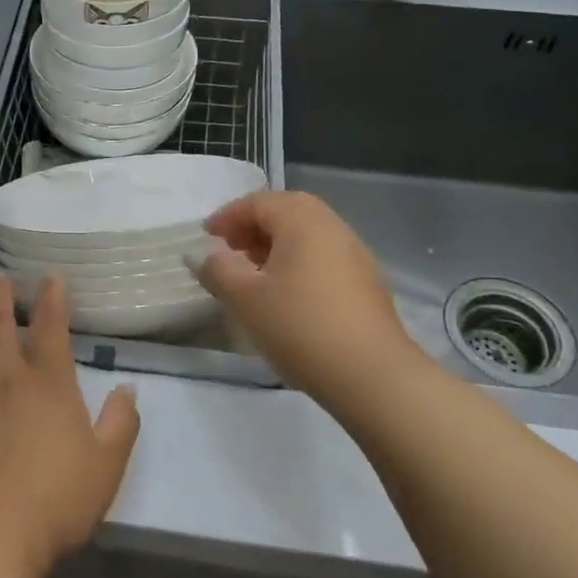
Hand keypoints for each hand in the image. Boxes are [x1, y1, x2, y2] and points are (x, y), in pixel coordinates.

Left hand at [0, 277, 139, 577]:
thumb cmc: (56, 498)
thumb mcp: (107, 463)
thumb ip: (121, 422)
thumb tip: (127, 389)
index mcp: (49, 384)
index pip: (51, 328)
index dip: (52, 299)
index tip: (50, 277)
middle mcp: (8, 379)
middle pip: (1, 325)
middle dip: (2, 297)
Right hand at [197, 190, 424, 420]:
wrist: (371, 375)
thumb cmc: (299, 326)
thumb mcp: (244, 298)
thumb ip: (218, 270)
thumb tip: (206, 255)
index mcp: (303, 220)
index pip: (259, 202)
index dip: (228, 216)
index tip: (206, 237)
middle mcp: (333, 227)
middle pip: (287, 213)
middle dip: (253, 227)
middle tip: (230, 250)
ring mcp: (356, 255)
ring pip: (307, 237)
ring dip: (276, 246)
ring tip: (253, 275)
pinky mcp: (367, 284)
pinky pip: (323, 258)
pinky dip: (297, 264)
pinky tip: (285, 296)